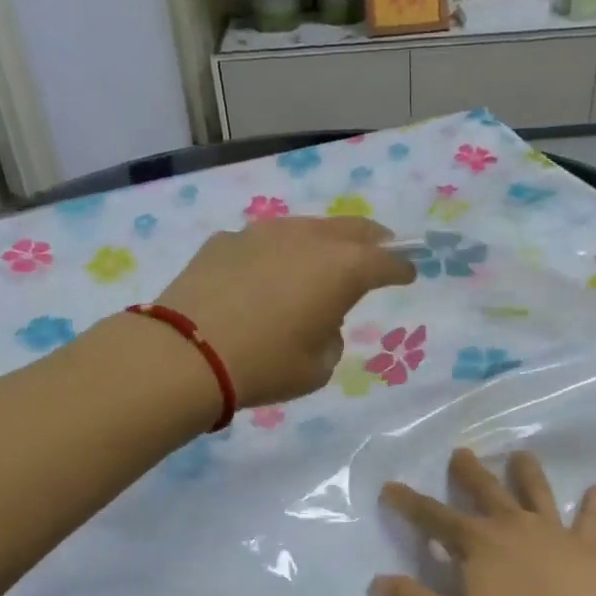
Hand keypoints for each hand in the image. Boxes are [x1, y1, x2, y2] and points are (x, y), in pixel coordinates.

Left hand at [155, 217, 415, 406]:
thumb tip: (320, 320)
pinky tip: (265, 275)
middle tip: (380, 248)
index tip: (409, 273)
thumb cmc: (265, 365)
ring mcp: (263, 233)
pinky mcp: (226, 240)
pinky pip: (264, 242)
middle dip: (371, 239)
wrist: (187, 354)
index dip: (401, 268)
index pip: (385, 262)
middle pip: (351, 229)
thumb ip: (332, 337)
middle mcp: (307, 239)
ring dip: (322, 242)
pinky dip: (276, 254)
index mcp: (342, 269)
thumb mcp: (317, 367)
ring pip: (305, 228)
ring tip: (321, 260)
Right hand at [372, 448, 595, 595]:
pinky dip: (593, 505)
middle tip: (460, 452)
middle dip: (469, 472)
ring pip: (537, 492)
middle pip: (486, 490)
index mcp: (477, 542)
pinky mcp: (587, 545)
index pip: (433, 518)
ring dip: (528, 473)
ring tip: (521, 454)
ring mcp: (552, 531)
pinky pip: (590, 520)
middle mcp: (511, 525)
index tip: (390, 485)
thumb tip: (378, 582)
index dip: (409, 502)